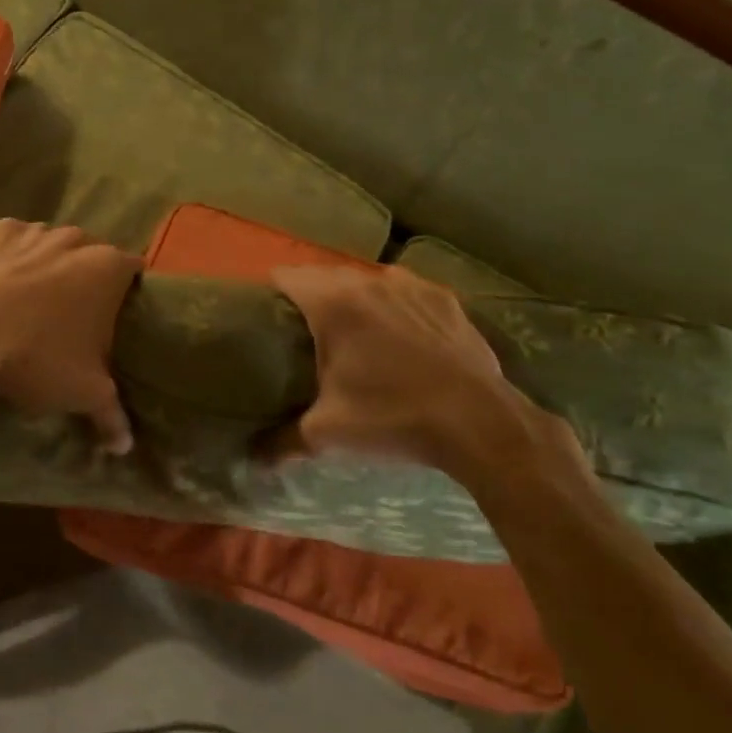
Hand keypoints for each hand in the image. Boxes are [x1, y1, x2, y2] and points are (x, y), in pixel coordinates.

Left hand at [0, 220, 141, 451]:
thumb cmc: (36, 355)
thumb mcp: (81, 391)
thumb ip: (112, 414)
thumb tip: (126, 445)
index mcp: (109, 268)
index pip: (134, 272)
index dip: (126, 293)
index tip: (114, 318)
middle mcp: (78, 239)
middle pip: (91, 257)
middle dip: (85, 281)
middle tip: (69, 318)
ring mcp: (36, 230)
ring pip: (51, 247)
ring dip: (47, 268)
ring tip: (28, 304)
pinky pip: (13, 243)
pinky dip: (10, 260)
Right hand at [271, 265, 577, 483]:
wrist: (479, 423)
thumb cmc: (392, 418)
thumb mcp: (327, 434)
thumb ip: (281, 441)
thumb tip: (253, 457)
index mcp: (332, 304)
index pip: (285, 276)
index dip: (271, 292)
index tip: (268, 315)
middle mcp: (367, 282)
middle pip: (324, 275)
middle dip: (310, 297)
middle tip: (305, 332)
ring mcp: (409, 285)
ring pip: (365, 280)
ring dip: (353, 299)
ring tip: (354, 332)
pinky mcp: (442, 297)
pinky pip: (403, 290)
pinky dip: (393, 305)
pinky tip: (400, 334)